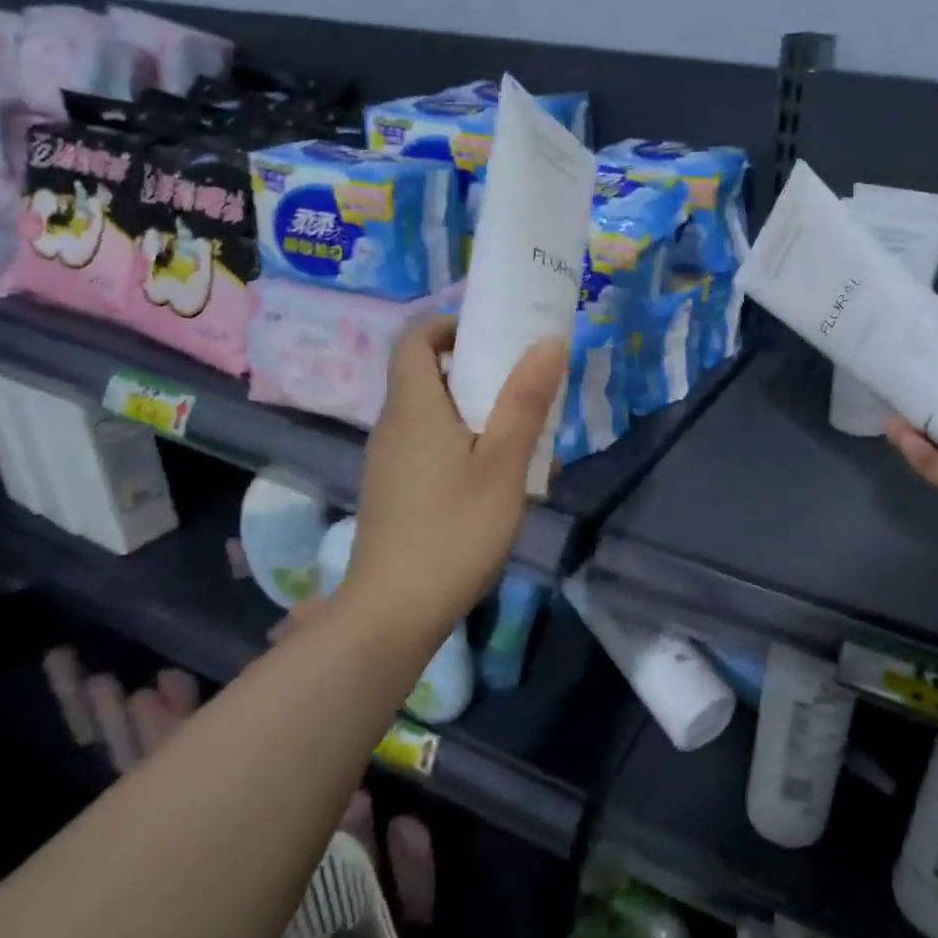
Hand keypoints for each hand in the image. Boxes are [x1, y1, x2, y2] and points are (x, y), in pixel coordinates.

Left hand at [336, 316, 565, 646]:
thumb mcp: (504, 464)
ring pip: (434, 417)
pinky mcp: (394, 493)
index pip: (415, 340)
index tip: (493, 335)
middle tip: (525, 387)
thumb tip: (549, 342)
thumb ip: (526, 401)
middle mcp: (393, 427)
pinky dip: (463, 446)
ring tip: (525, 438)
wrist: (395, 611)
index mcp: (414, 408)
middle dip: (477, 372)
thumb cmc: (455, 529)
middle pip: (428, 377)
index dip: (450, 326)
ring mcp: (389, 463)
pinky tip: (499, 482)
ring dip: (477, 414)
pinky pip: (430, 449)